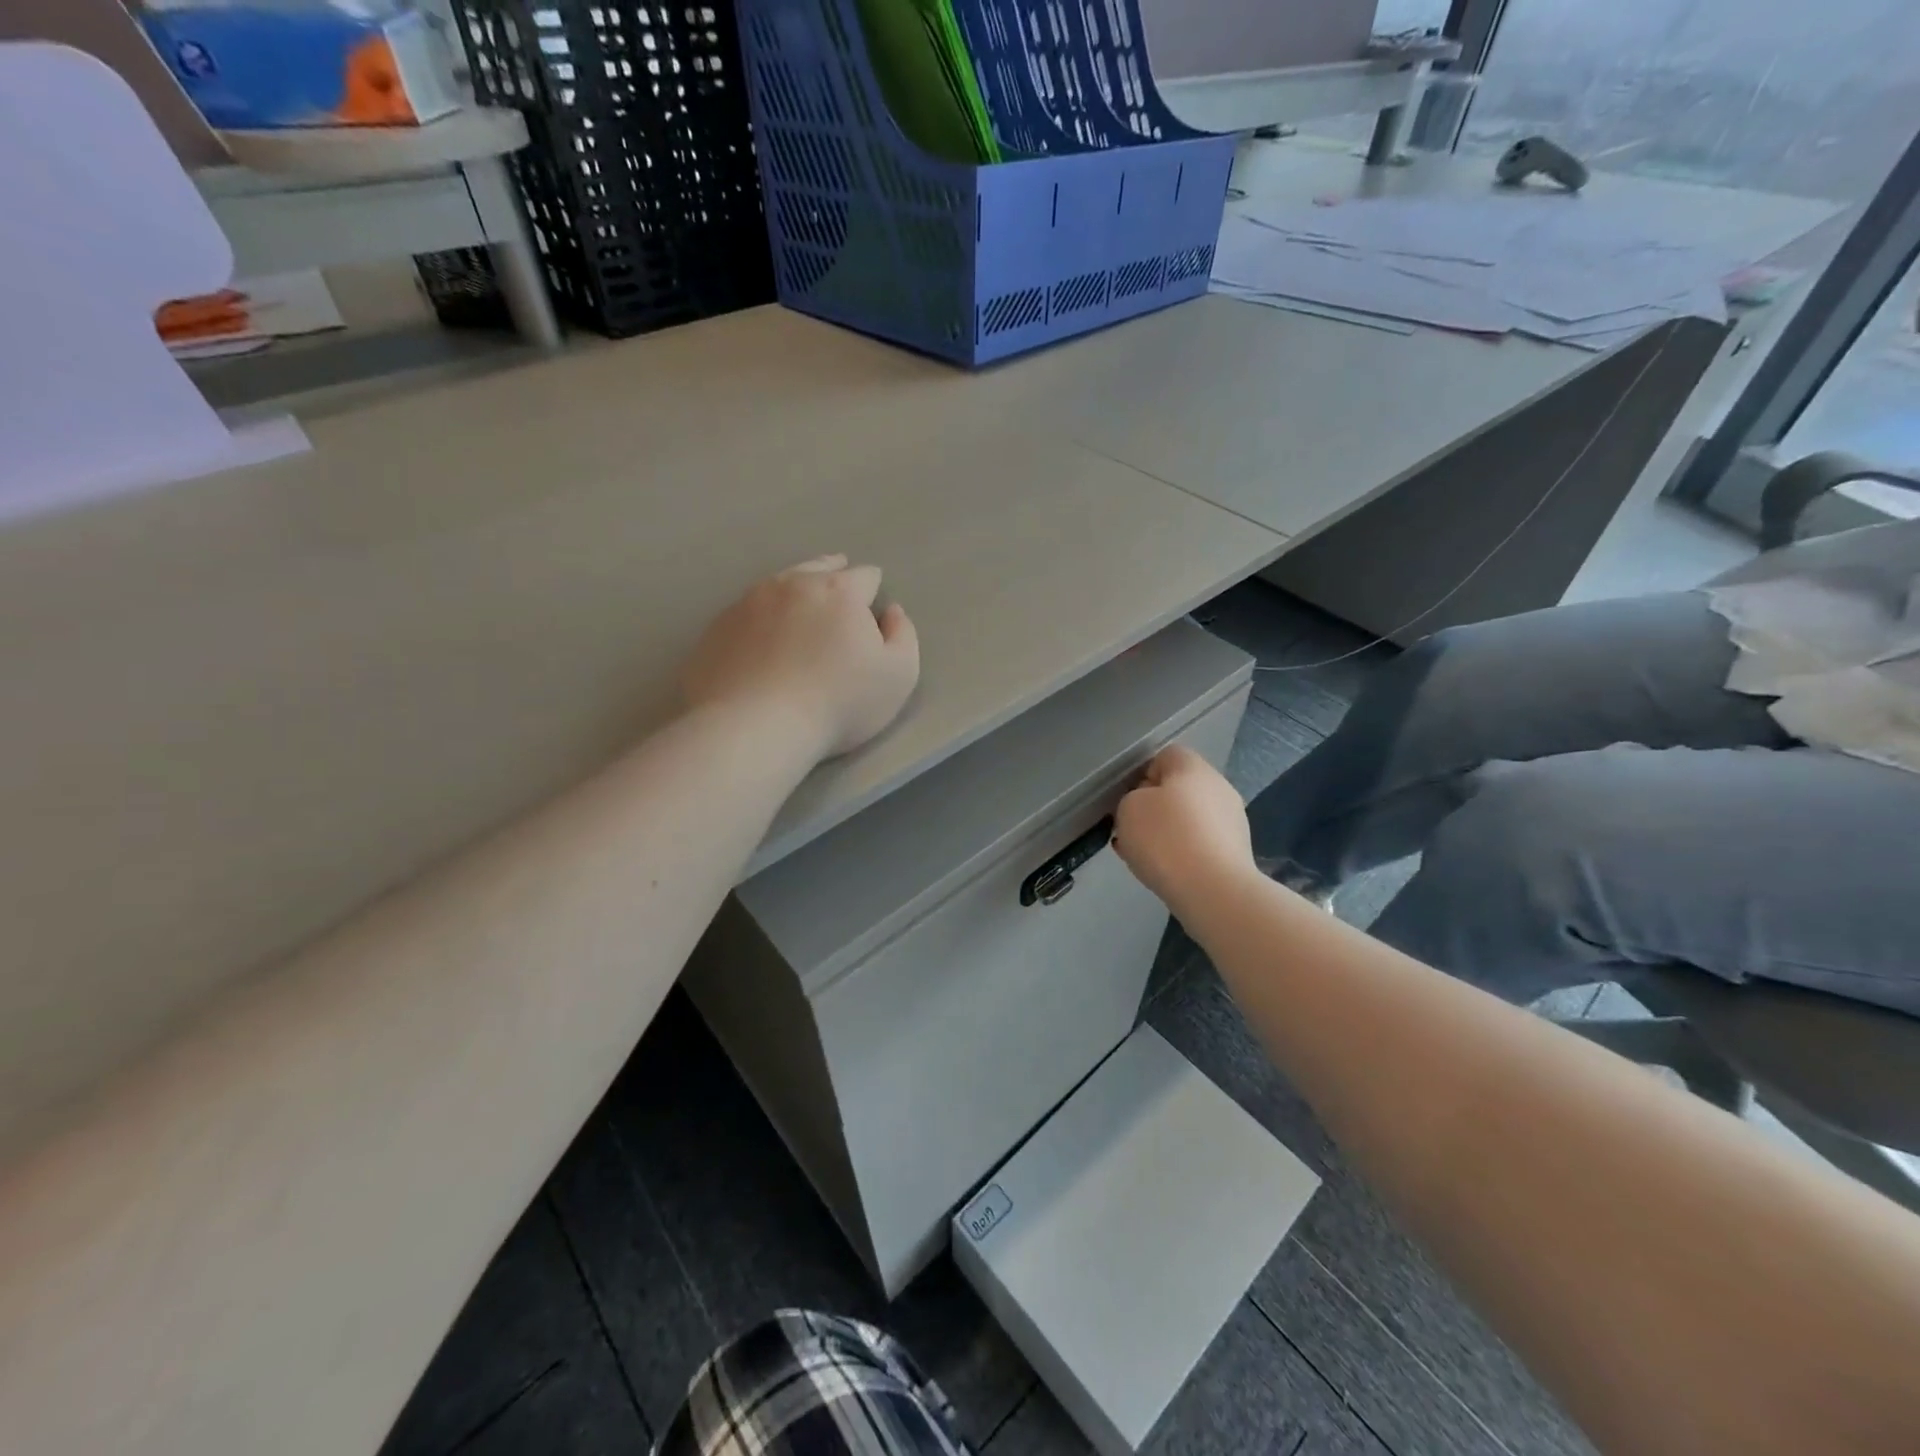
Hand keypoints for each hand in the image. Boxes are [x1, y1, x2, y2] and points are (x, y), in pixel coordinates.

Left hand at [682, 555, 920, 761]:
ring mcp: (747, 604)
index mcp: (838, 590)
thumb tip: (891, 612)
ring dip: (792, 593)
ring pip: (777, 585)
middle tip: (837, 592)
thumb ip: (904, 636)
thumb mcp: (898, 676)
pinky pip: (745, 614)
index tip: (872, 606)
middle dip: (831, 574)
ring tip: (797, 611)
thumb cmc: (838, 702)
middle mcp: (790, 585)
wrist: (754, 727)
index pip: (864, 576)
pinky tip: (760, 642)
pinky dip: (758, 621)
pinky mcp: (715, 629)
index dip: (872, 588)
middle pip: (817, 567)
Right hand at [1114, 745, 1256, 919]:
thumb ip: (1132, 799)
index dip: (1141, 776)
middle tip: (1132, 831)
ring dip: (1167, 832)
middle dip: (1154, 808)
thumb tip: (1147, 806)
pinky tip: (1166, 872)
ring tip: (1145, 856)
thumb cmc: (1165, 839)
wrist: (1213, 891)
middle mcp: (1218, 787)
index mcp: (1193, 767)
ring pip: (1189, 818)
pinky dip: (1183, 853)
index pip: (1164, 756)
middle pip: (1178, 788)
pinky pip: (1200, 844)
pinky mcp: (1236, 852)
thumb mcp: (1128, 808)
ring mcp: (1232, 820)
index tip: (1127, 801)